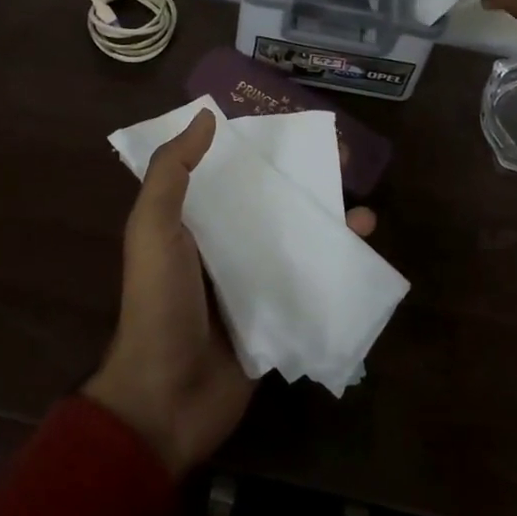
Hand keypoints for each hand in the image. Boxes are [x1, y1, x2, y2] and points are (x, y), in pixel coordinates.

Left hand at [84, 109, 375, 476]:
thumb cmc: (159, 304)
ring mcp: (251, 282)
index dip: (259, 149)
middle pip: (269, 202)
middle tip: (342, 162)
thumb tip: (206, 117)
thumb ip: (172, 173)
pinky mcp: (275, 315)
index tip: (295, 128)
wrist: (166, 399)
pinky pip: (308, 282)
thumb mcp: (152, 229)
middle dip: (304, 182)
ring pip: (294, 239)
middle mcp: (223, 245)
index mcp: (192, 221)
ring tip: (364, 211)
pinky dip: (334, 266)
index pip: (229, 172)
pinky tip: (363, 252)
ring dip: (327, 223)